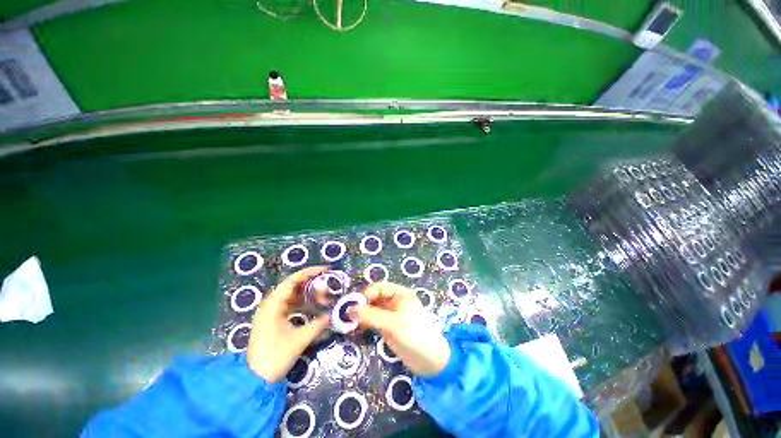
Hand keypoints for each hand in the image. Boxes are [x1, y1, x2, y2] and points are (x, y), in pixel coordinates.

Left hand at [246, 266, 330, 381]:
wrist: (254, 379)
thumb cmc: (275, 357)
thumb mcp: (300, 339)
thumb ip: (319, 324)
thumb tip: (334, 314)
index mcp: (274, 304)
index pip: (293, 280)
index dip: (311, 272)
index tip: (326, 270)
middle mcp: (271, 304)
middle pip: (294, 286)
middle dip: (313, 286)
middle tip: (328, 291)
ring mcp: (271, 312)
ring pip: (294, 296)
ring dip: (309, 296)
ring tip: (324, 301)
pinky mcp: (273, 320)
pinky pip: (291, 305)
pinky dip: (303, 305)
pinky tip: (314, 309)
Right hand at [349, 282, 450, 376]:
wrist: (431, 362)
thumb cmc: (415, 336)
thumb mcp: (392, 323)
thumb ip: (371, 315)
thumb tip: (348, 309)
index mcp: (400, 294)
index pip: (379, 287)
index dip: (366, 295)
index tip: (353, 306)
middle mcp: (395, 301)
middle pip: (374, 298)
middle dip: (361, 305)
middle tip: (346, 316)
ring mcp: (392, 315)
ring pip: (373, 310)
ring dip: (361, 315)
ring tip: (348, 324)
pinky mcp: (389, 327)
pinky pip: (374, 321)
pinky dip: (365, 323)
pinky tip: (356, 329)